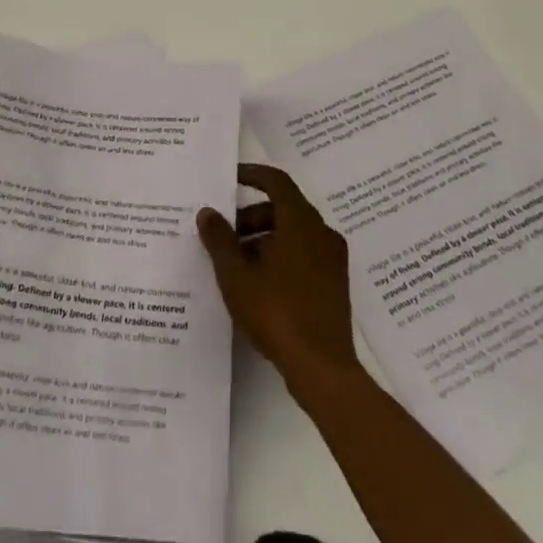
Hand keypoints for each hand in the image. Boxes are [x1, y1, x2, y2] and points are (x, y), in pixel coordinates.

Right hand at [197, 163, 357, 388]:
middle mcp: (321, 232)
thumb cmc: (276, 312)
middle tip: (223, 234)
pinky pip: (303, 254)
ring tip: (235, 263)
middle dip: (251, 216)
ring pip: (293, 233)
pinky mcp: (334, 283)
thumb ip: (219, 240)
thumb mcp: (236, 276)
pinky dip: (280, 255)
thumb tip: (208, 212)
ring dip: (264, 238)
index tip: (229, 178)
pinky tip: (258, 283)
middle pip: (283, 208)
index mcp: (301, 222)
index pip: (276, 181)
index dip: (252, 175)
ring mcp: (331, 258)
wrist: (322, 368)